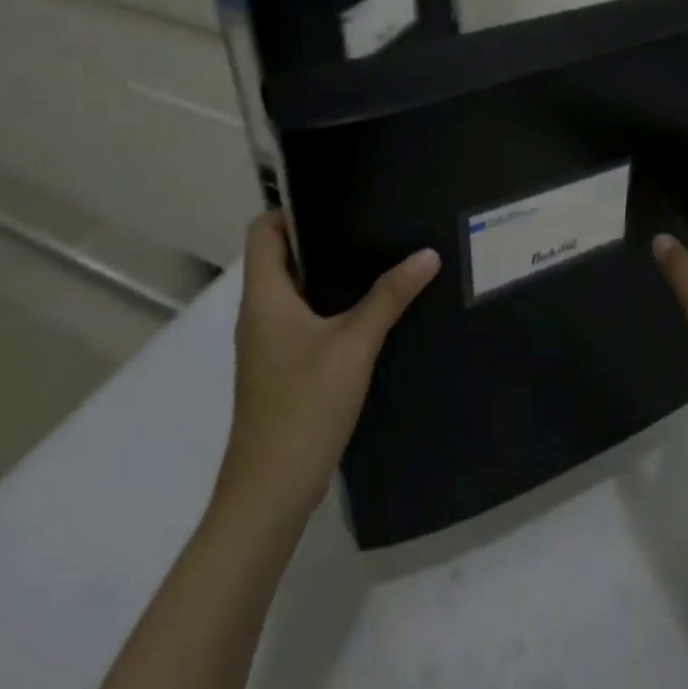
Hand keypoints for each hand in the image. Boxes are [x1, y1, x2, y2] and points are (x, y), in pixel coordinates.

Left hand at [213, 213, 438, 527]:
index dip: (293, 207)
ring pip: (296, 290)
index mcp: (264, 298)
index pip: (264, 232)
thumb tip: (427, 253)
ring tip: (380, 255)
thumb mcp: (354, 344)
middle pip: (283, 257)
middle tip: (373, 220)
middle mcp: (260, 314)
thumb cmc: (303, 406)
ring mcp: (269, 344)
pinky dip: (332, 305)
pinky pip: (305, 319)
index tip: (338, 195)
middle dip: (324, 236)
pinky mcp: (283, 368)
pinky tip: (371, 308)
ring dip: (331, 272)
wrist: (270, 493)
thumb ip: (390, 296)